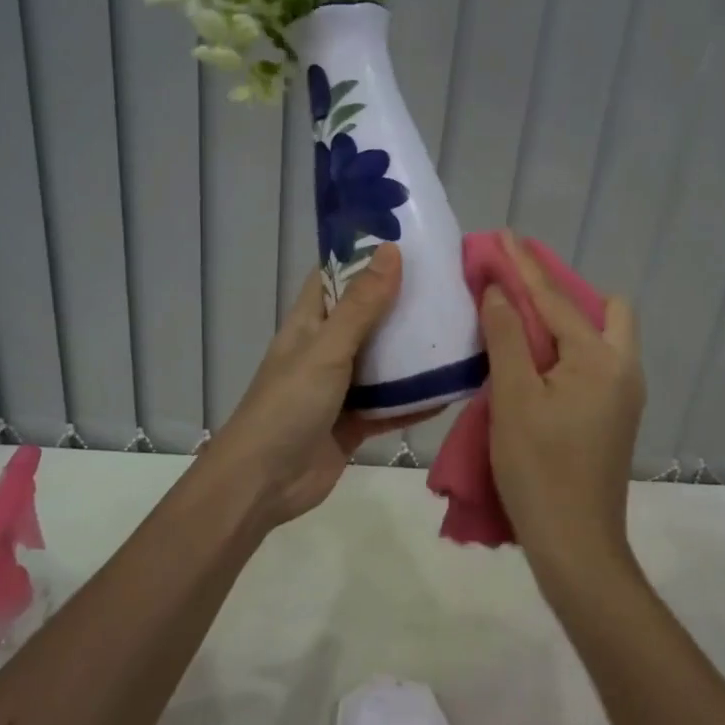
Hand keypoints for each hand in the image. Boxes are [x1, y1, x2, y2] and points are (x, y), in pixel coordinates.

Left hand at [209, 243, 425, 528]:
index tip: (409, 240)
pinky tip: (453, 388)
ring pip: (383, 361)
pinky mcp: (356, 423)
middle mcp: (326, 349)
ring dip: (414, 351)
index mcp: (310, 323)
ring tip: (460, 328)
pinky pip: (392, 405)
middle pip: (367, 316)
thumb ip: (362, 305)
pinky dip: (417, 399)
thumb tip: (392, 250)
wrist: (264, 484)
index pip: (336, 276)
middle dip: (402, 302)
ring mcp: (341, 388)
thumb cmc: (288, 405)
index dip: (365, 256)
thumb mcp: (327, 349)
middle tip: (449, 284)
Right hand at [480, 234, 644, 593]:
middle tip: (519, 292)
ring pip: (603, 335)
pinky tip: (537, 360)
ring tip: (522, 322)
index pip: (556, 299)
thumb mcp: (513, 397)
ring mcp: (625, 395)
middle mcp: (624, 368)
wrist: (576, 545)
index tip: (503, 235)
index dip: (524, 265)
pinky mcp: (616, 415)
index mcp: (601, 359)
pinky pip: (596, 361)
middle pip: (603, 308)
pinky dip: (569, 347)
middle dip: (563, 291)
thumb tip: (497, 291)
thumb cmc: (539, 469)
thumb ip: (507, 337)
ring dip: (566, 320)